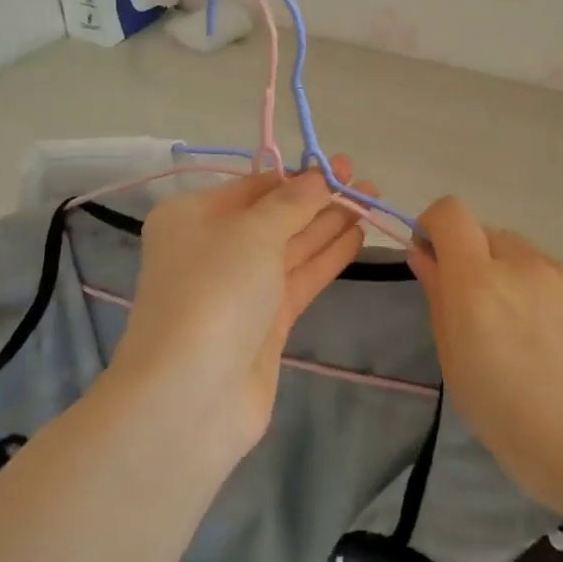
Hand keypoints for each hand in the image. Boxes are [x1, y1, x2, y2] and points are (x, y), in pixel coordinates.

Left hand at [110, 158, 372, 451]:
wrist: (191, 395)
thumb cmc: (214, 291)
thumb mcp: (252, 232)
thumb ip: (292, 203)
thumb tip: (318, 177)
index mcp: (191, 218)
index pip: (252, 188)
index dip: (297, 176)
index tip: (339, 166)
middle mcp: (211, 250)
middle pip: (273, 217)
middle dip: (318, 200)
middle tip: (363, 183)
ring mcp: (238, 290)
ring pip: (289, 249)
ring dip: (328, 226)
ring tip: (371, 202)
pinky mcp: (263, 325)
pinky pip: (297, 280)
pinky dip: (325, 259)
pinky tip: (357, 238)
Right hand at [406, 196, 562, 531]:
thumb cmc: (519, 427)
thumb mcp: (459, 370)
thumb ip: (439, 301)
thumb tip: (424, 256)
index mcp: (478, 284)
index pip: (450, 213)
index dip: (435, 226)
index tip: (434, 260)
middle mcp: (523, 265)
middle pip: (487, 235)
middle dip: (474, 262)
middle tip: (484, 318)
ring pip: (526, 257)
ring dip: (514, 281)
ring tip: (532, 340)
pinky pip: (560, 279)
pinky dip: (550, 298)